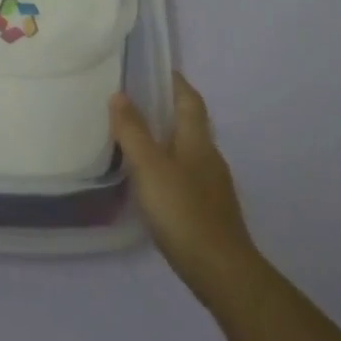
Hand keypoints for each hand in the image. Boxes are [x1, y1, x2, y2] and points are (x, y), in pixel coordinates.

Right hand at [110, 73, 262, 305]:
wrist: (220, 271)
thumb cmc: (183, 211)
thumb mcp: (150, 167)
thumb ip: (133, 131)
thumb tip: (119, 95)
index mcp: (197, 140)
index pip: (189, 99)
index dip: (174, 82)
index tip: (154, 69)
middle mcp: (209, 156)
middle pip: (189, 123)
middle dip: (166, 109)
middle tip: (133, 101)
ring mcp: (211, 185)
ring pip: (186, 150)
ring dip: (165, 138)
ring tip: (134, 137)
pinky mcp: (208, 209)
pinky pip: (185, 174)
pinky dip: (167, 166)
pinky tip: (150, 180)